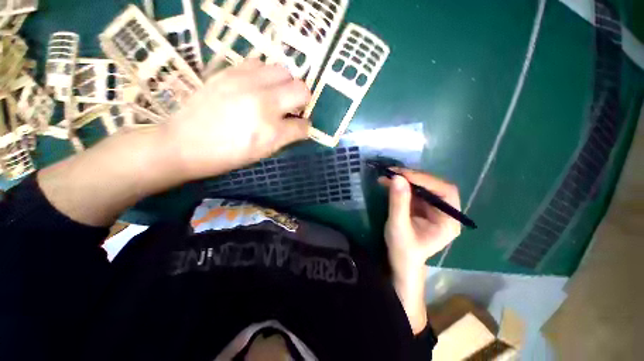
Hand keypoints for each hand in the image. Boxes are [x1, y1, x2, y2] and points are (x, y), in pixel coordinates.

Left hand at [163, 59, 311, 180]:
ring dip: (284, 84)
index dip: (304, 127)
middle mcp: (264, 104)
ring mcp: (246, 84)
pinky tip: (256, 86)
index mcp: (272, 132)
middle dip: (302, 100)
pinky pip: (259, 63)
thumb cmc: (226, 156)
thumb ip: (284, 137)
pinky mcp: (229, 72)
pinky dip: (264, 74)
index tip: (299, 128)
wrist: (183, 144)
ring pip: (283, 71)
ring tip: (274, 95)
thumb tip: (297, 125)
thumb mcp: (262, 153)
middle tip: (291, 108)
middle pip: (301, 89)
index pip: (303, 126)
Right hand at [379, 168, 460, 333]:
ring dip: (405, 179)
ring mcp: (433, 208)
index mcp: (448, 221)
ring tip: (387, 175)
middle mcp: (445, 212)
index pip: (445, 192)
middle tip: (393, 172)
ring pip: (423, 186)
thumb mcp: (398, 227)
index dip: (426, 181)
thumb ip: (398, 203)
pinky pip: (413, 191)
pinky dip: (400, 185)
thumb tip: (397, 178)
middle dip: (413, 177)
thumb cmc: (403, 250)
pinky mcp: (422, 207)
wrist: (400, 261)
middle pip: (434, 186)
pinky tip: (388, 182)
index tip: (403, 175)